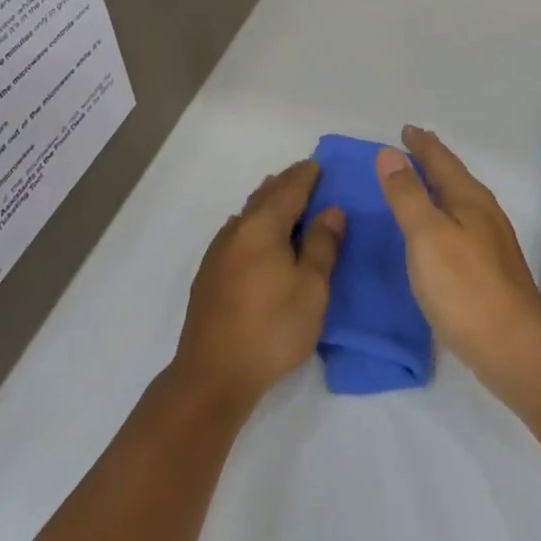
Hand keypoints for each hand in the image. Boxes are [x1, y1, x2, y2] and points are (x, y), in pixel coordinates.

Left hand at [169, 160, 344, 417]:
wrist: (212, 376)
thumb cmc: (271, 329)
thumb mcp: (312, 289)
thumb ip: (322, 245)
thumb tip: (332, 209)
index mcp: (264, 225)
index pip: (290, 188)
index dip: (306, 174)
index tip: (319, 164)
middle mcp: (238, 228)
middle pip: (265, 195)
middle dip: (287, 183)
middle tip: (306, 177)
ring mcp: (219, 251)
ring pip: (248, 213)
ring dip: (268, 202)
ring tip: (284, 200)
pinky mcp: (209, 274)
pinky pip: (237, 232)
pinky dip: (254, 223)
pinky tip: (256, 236)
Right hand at [375, 125, 540, 397]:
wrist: (517, 350)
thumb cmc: (466, 288)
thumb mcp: (426, 236)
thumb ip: (407, 194)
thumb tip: (388, 152)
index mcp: (468, 198)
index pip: (440, 159)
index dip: (421, 143)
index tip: (405, 129)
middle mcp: (483, 213)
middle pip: (454, 177)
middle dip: (432, 162)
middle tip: (410, 151)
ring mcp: (491, 244)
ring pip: (459, 203)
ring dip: (438, 190)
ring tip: (418, 188)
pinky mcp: (491, 272)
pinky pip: (460, 228)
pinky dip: (443, 218)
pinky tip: (435, 237)